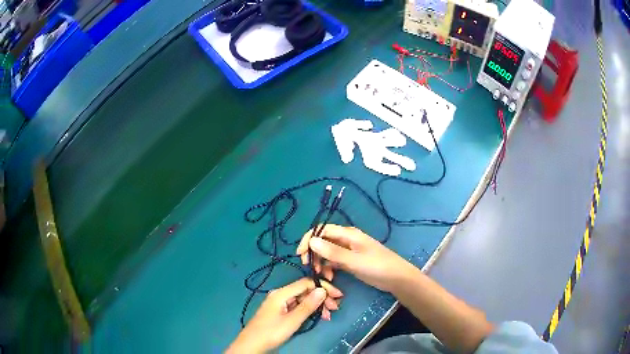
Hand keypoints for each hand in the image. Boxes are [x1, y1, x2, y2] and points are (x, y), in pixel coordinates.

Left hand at [227, 278, 342, 352]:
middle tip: (335, 309)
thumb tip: (323, 290)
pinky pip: (297, 306)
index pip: (306, 283)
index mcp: (281, 293)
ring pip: (302, 299)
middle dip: (321, 298)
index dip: (324, 287)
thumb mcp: (292, 321)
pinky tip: (316, 317)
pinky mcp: (279, 311)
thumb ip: (307, 306)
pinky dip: (308, 310)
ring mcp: (279, 303)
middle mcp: (280, 294)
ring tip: (327, 316)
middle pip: (305, 291)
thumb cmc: (271, 332)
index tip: (338, 296)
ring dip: (316, 305)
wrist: (252, 344)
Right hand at [296, 225, 415, 292]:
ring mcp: (348, 251)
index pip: (322, 230)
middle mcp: (346, 240)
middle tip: (309, 267)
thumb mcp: (354, 260)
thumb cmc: (377, 266)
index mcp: (348, 234)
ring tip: (321, 275)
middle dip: (313, 253)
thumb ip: (332, 252)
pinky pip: (333, 261)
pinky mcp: (350, 261)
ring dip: (320, 262)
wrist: (396, 278)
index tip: (300, 254)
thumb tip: (311, 241)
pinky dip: (328, 268)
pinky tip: (329, 277)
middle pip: (322, 241)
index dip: (308, 239)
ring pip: (327, 252)